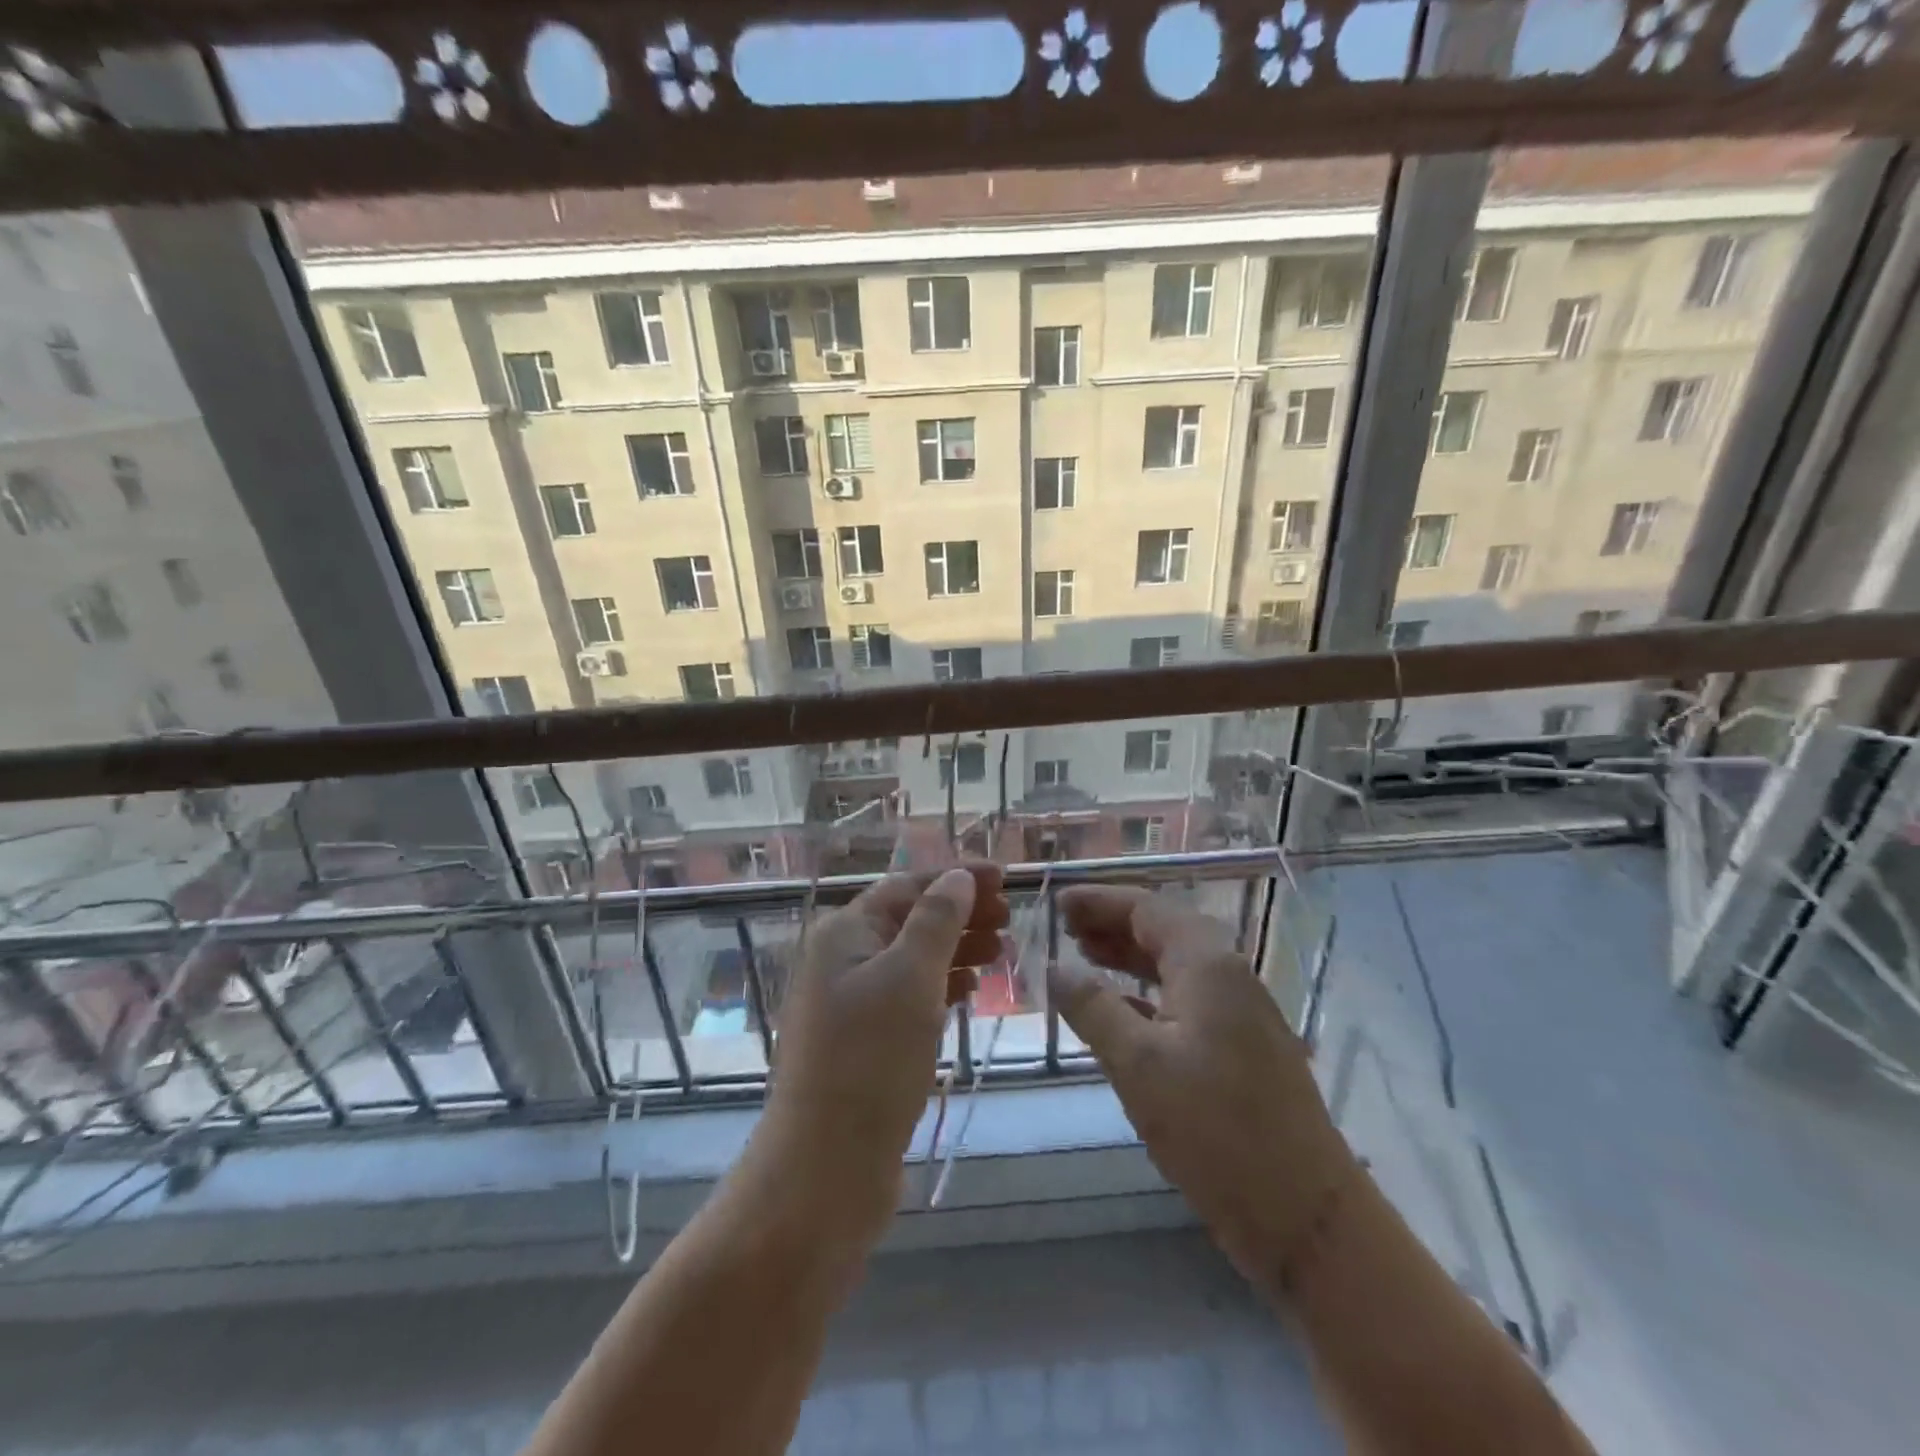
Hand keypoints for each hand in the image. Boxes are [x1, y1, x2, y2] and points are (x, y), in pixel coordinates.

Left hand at [750, 864, 1008, 1240]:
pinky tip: (970, 990)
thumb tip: (958, 876)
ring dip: (956, 948)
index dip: (957, 877)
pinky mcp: (865, 1043)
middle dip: (961, 913)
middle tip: (1010, 917)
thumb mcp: (910, 979)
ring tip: (1001, 950)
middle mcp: (843, 960)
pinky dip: (942, 986)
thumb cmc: (869, 1062)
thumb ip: (937, 921)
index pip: (908, 886)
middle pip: (910, 920)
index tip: (1007, 876)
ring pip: (912, 959)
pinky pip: (909, 997)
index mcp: (845, 933)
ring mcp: (851, 1004)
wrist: (824, 1172)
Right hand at [1049, 886, 1354, 1285]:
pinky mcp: (1242, 1049)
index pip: (1146, 909)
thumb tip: (1054, 968)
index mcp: (1207, 964)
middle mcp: (1228, 976)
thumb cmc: (1215, 1129)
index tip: (1056, 902)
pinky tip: (1119, 1010)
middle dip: (1112, 924)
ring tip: (1084, 955)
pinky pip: (1185, 999)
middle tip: (1064, 927)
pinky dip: (1147, 994)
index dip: (1099, 901)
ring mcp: (1240, 1014)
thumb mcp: (1137, 1064)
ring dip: (1128, 957)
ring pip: (1174, 966)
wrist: (1306, 1217)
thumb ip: (1093, 1007)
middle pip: (1163, 930)